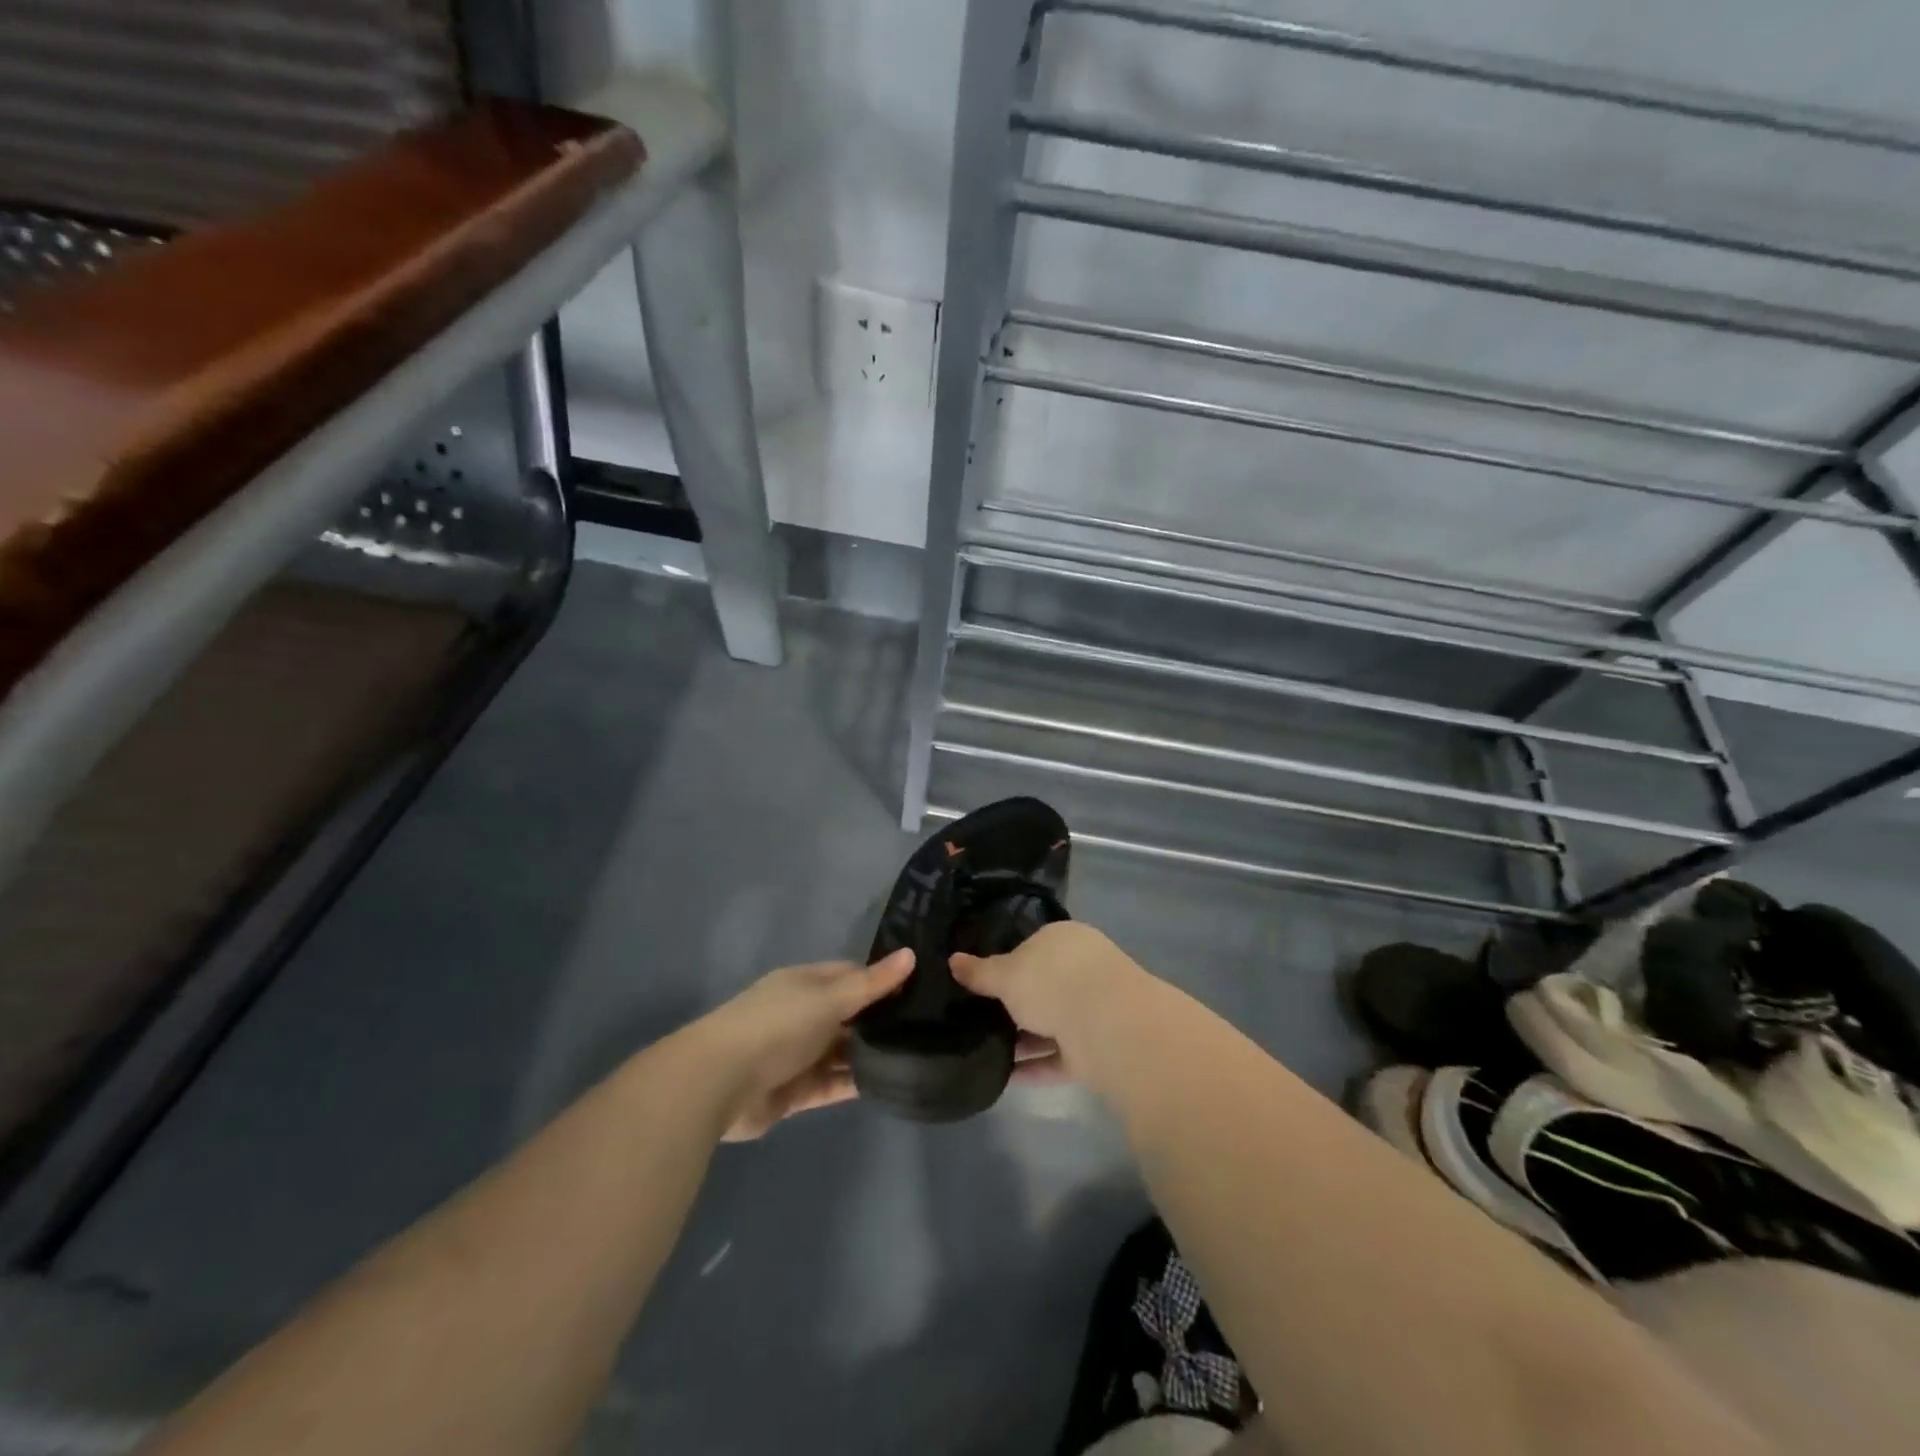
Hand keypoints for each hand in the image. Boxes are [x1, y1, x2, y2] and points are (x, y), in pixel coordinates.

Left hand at [699, 950, 913, 1140]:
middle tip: (928, 1027)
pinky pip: (832, 1085)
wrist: (721, 1082)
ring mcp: (798, 1055)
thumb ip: (871, 983)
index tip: (919, 988)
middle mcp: (802, 1015)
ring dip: (869, 1056)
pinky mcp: (795, 1092)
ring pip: (842, 1053)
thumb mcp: (829, 998)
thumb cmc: (778, 1025)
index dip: (881, 980)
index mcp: (806, 984)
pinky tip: (888, 1084)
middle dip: (879, 1021)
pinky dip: (854, 1084)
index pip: (851, 975)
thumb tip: (911, 954)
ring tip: (916, 1057)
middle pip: (848, 1015)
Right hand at [951, 922, 1151, 1078]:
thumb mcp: (1005, 974)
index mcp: (1064, 940)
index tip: (982, 984)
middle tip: (980, 1018)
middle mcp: (1083, 970)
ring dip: (1024, 1040)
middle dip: (1017, 1005)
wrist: (1106, 1025)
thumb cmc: (1051, 981)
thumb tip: (952, 960)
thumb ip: (980, 972)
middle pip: (1044, 987)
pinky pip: (1059, 1056)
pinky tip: (1005, 1078)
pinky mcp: (1097, 1047)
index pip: (1033, 947)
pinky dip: (1035, 1067)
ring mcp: (1093, 1010)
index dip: (1007, 964)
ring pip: (1052, 1024)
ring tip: (986, 1051)